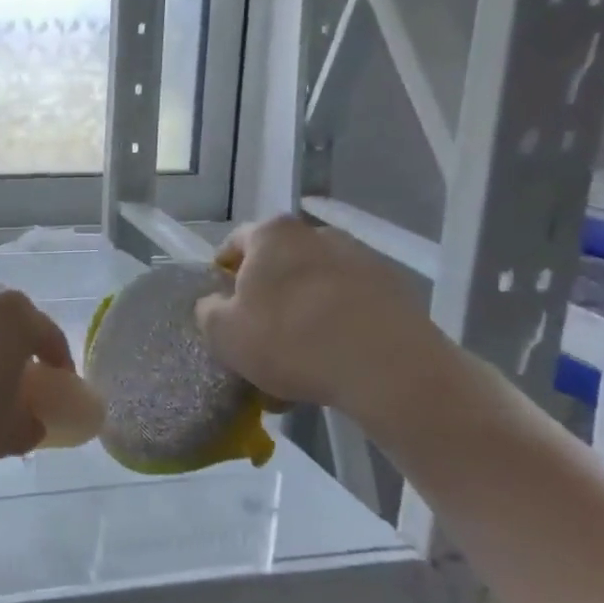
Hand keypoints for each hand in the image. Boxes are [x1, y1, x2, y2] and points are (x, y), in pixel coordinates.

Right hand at [194, 215, 443, 420]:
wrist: (388, 368)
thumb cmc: (290, 340)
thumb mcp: (223, 333)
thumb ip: (208, 311)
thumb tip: (216, 303)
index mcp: (272, 234)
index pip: (235, 243)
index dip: (223, 274)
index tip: (221, 306)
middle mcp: (318, 234)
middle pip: (279, 265)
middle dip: (266, 297)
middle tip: (258, 337)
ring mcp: (362, 259)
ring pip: (315, 288)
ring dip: (302, 315)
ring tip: (298, 362)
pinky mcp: (395, 290)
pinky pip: (350, 306)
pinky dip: (336, 327)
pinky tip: (332, 364)